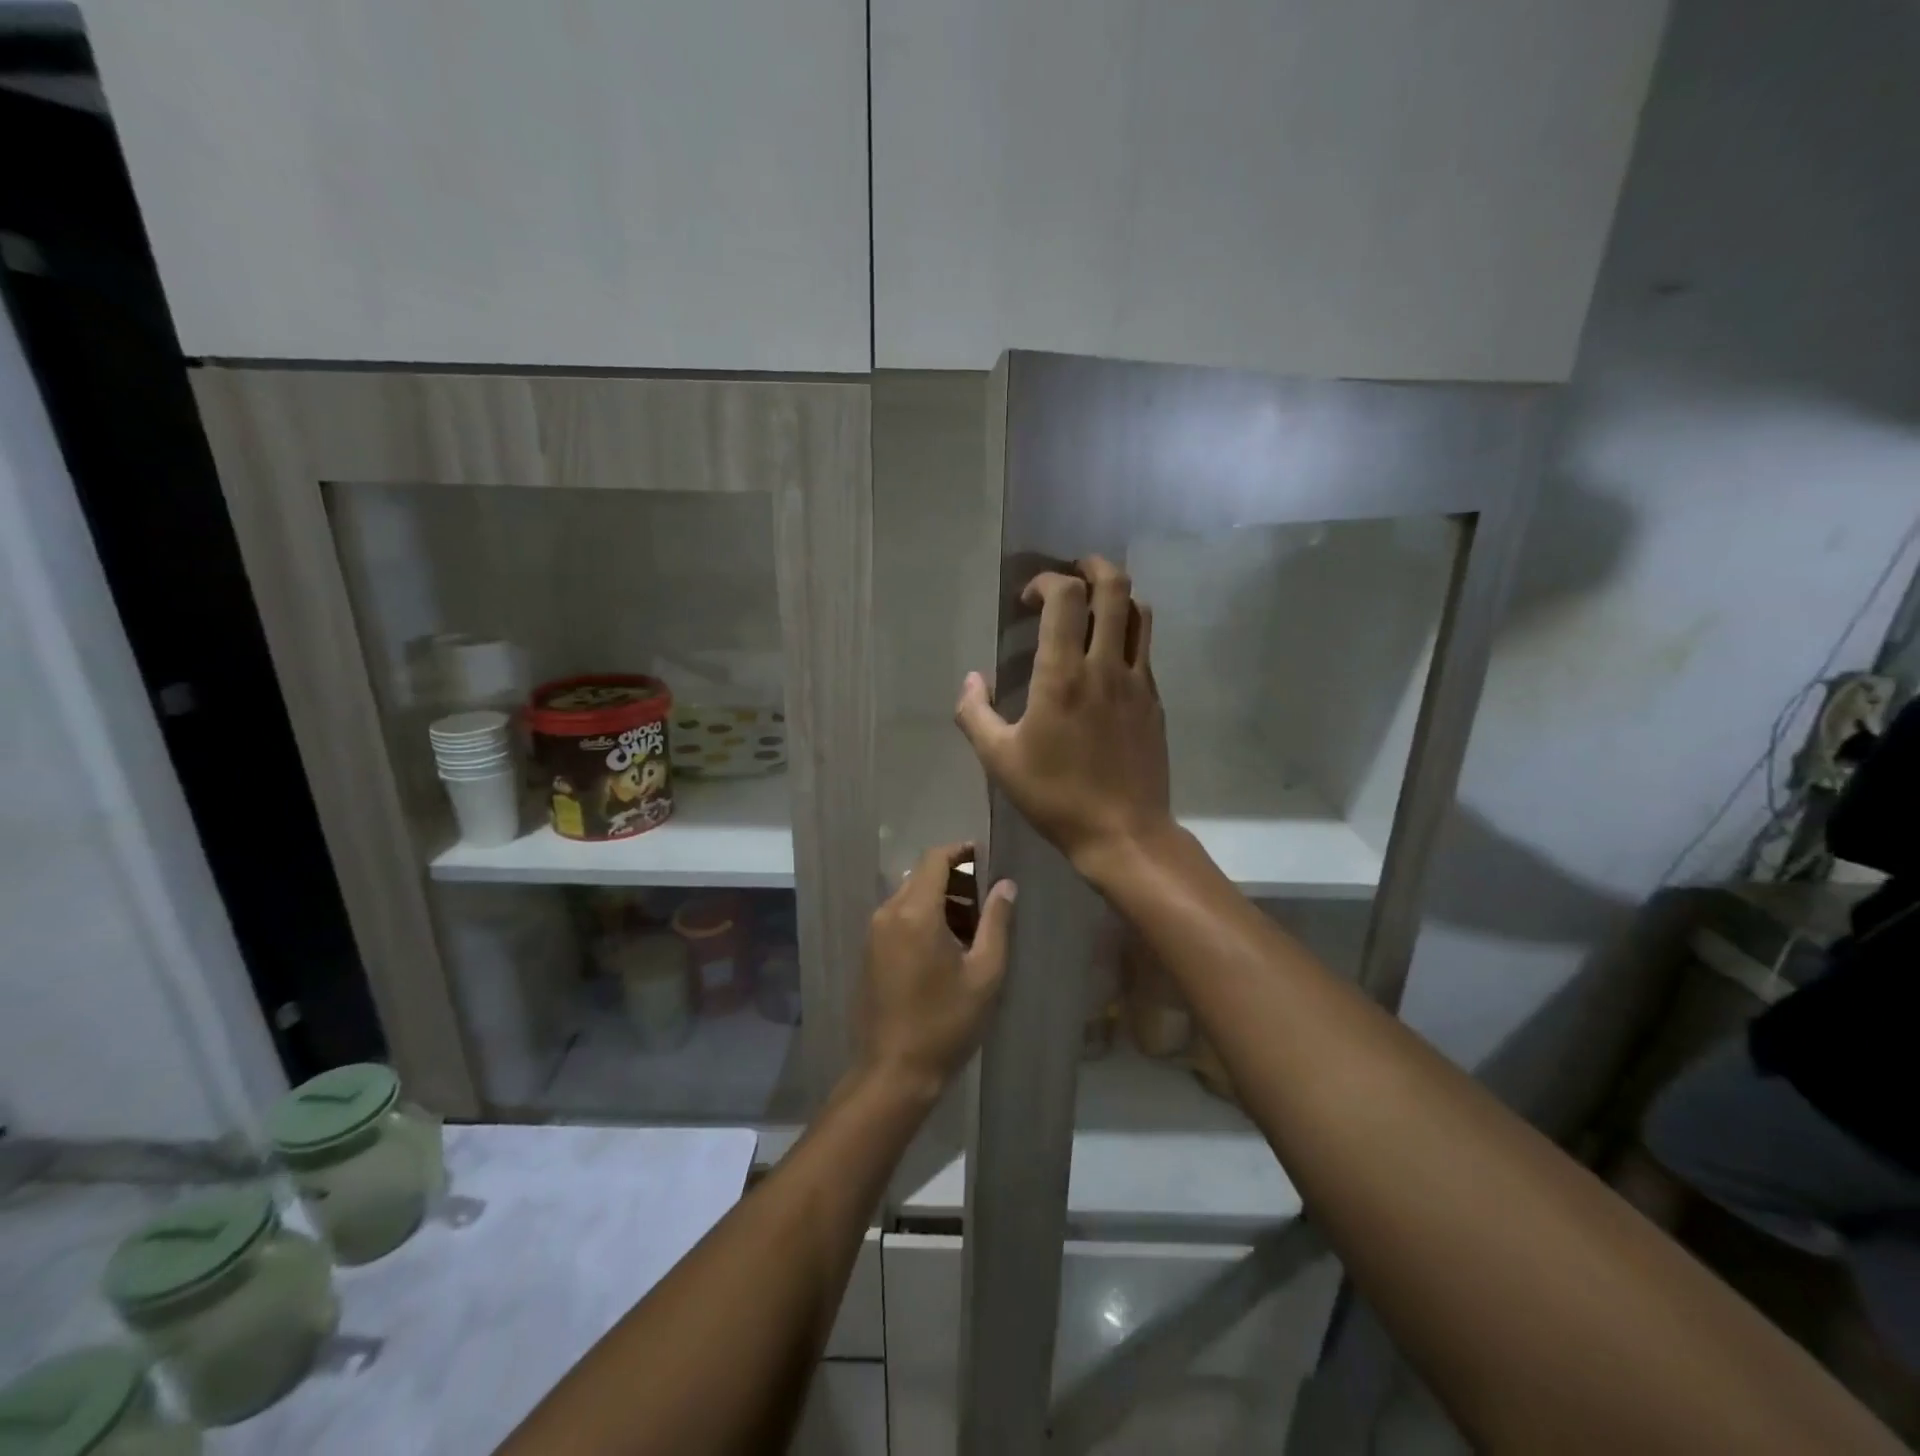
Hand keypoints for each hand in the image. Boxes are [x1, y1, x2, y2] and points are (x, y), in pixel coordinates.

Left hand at [858, 842, 1015, 1099]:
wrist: (893, 1071)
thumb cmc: (946, 1022)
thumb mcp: (984, 973)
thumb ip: (996, 922)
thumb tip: (1005, 885)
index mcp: (915, 912)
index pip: (935, 859)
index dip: (961, 851)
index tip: (986, 856)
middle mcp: (888, 913)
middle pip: (922, 875)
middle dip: (955, 879)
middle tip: (987, 900)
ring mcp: (874, 932)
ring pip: (909, 896)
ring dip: (940, 899)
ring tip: (972, 928)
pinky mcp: (869, 951)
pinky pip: (898, 916)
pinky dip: (923, 916)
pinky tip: (946, 946)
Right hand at [954, 556, 1174, 879]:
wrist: (1123, 832)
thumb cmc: (1055, 796)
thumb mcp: (999, 760)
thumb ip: (975, 714)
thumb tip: (971, 680)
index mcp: (1063, 674)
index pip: (1066, 596)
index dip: (1046, 582)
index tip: (1027, 599)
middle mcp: (1106, 665)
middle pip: (1115, 587)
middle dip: (1092, 567)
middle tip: (1072, 574)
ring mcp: (1138, 681)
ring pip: (1139, 612)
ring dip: (1117, 595)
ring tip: (1094, 605)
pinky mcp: (1154, 700)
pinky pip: (1145, 648)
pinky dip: (1127, 632)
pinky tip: (1107, 656)